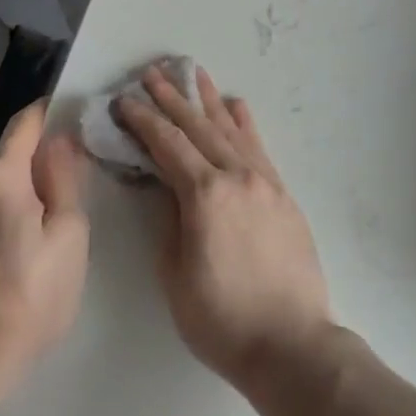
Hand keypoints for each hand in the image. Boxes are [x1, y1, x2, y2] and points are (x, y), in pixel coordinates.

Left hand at [0, 101, 90, 370]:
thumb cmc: (32, 293)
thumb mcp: (69, 235)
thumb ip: (64, 179)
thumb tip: (59, 140)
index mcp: (0, 176)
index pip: (23, 124)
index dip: (46, 114)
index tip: (65, 118)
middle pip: (4, 163)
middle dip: (29, 173)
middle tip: (55, 207)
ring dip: (3, 202)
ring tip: (23, 243)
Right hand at [115, 65, 332, 388]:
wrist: (291, 342)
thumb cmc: (221, 319)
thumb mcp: (175, 274)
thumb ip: (168, 221)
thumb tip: (165, 187)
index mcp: (205, 195)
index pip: (168, 145)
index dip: (144, 120)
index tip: (125, 100)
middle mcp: (236, 176)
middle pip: (198, 127)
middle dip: (172, 99)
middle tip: (152, 73)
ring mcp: (264, 181)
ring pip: (230, 129)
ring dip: (208, 100)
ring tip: (194, 73)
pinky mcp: (282, 193)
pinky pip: (258, 147)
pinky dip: (243, 122)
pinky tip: (236, 106)